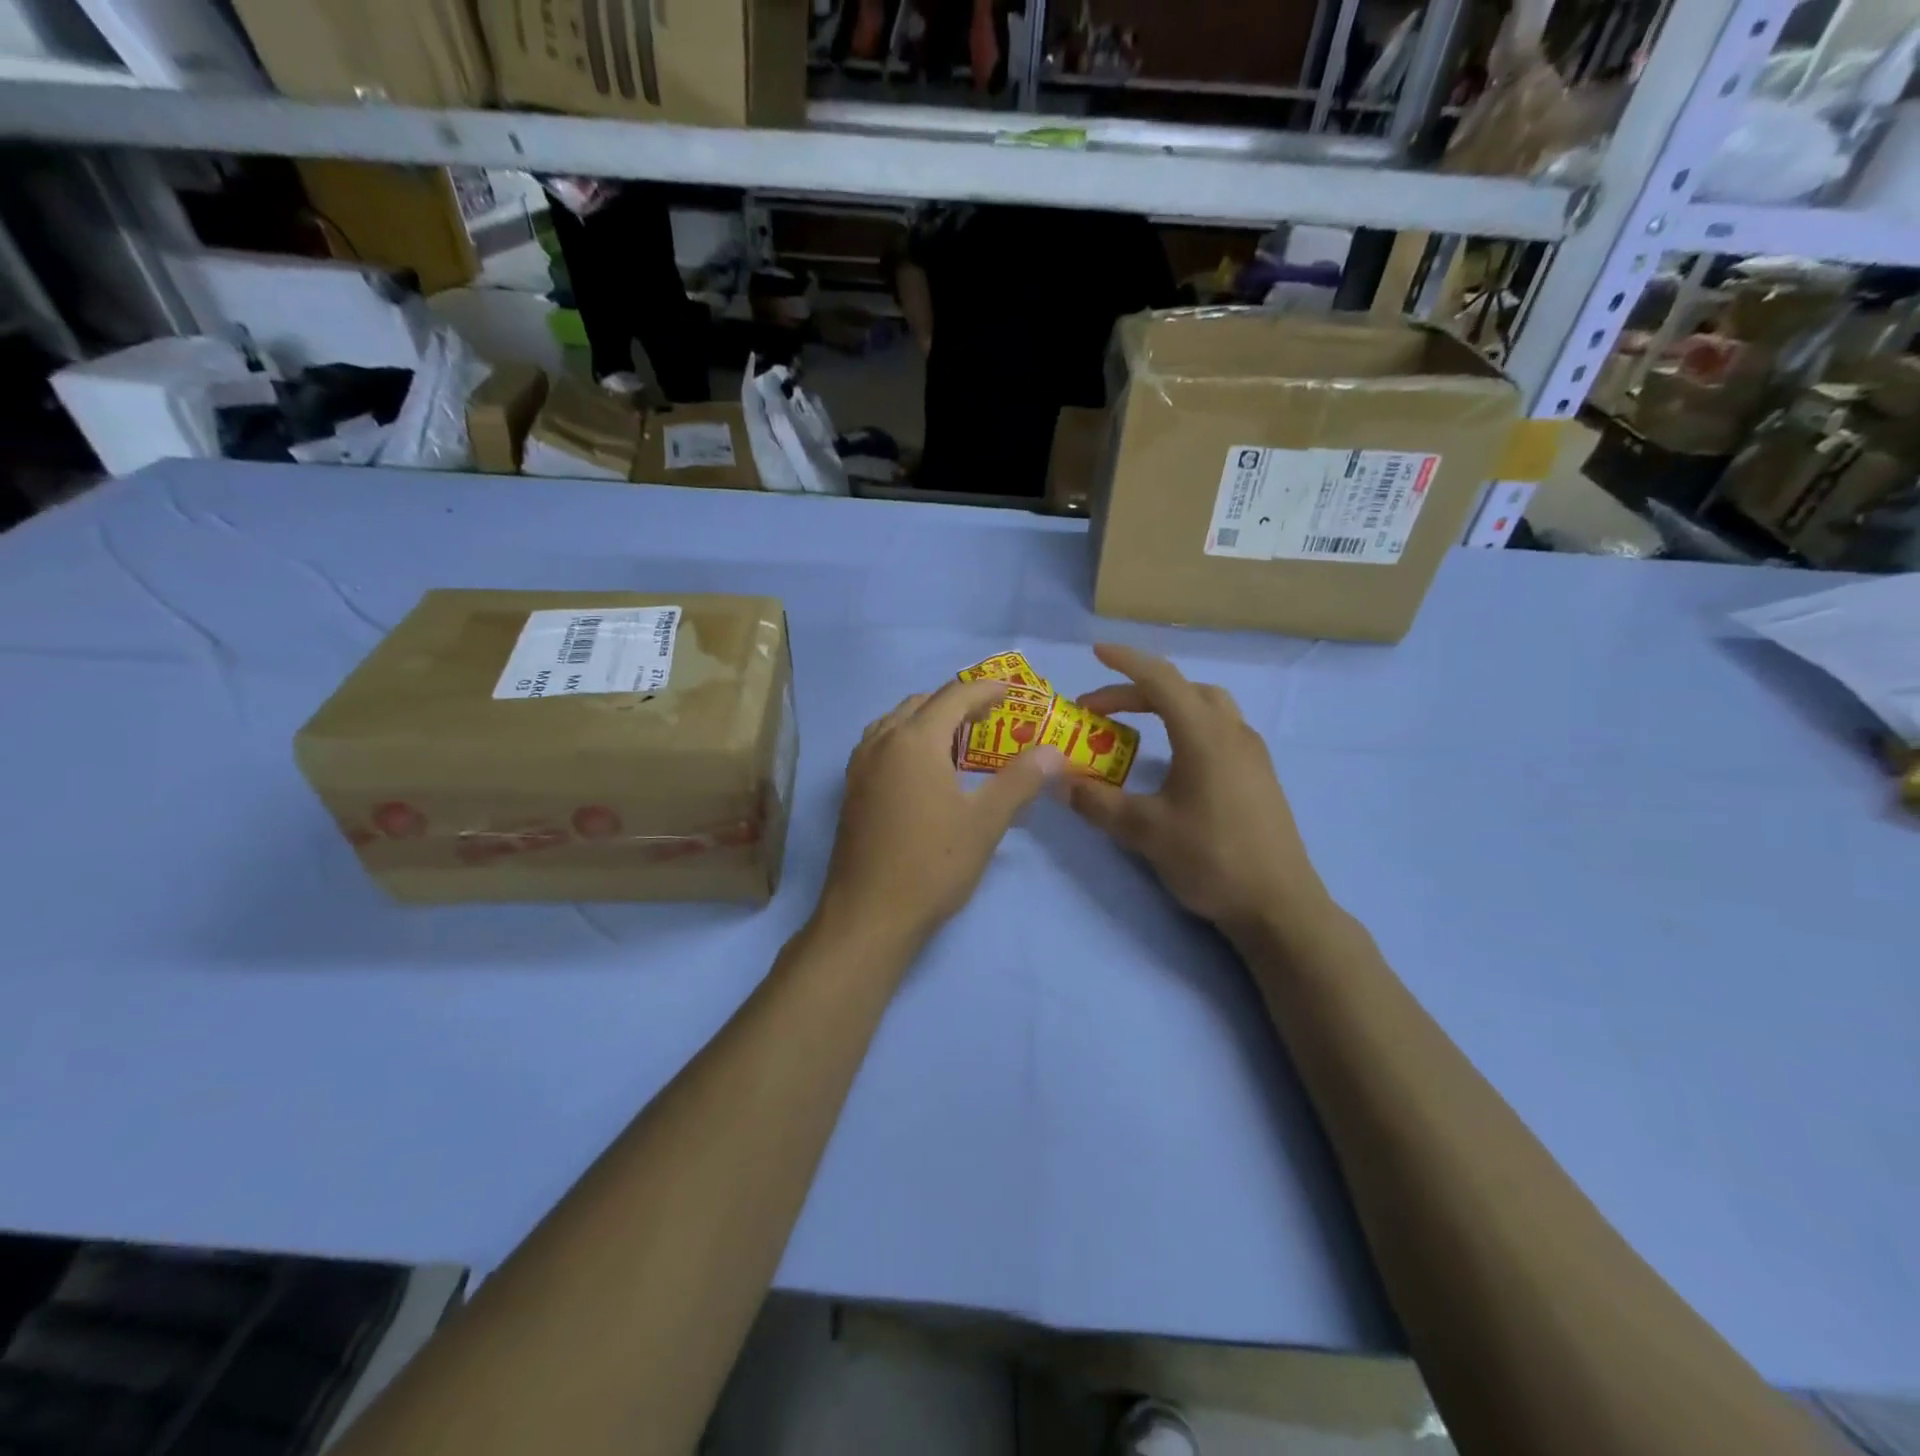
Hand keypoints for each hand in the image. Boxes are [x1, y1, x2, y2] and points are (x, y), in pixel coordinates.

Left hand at [817, 680, 1064, 947]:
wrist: (868, 915)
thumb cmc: (932, 864)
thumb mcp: (985, 822)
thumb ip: (1020, 781)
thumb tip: (1053, 752)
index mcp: (915, 740)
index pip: (954, 696)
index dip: (986, 689)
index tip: (1012, 691)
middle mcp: (882, 742)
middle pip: (921, 703)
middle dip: (957, 702)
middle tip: (989, 718)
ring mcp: (860, 766)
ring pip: (895, 722)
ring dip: (927, 719)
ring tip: (957, 740)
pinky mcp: (851, 790)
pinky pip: (880, 744)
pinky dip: (906, 739)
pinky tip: (922, 769)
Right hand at [1065, 644, 1327, 939]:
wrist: (1279, 906)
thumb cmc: (1211, 859)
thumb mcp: (1144, 831)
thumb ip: (1097, 802)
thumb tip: (1057, 782)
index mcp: (1204, 735)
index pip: (1160, 680)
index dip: (1125, 662)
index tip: (1096, 651)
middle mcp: (1232, 732)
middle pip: (1183, 689)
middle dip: (1137, 690)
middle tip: (1099, 710)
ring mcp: (1251, 753)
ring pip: (1206, 706)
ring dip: (1167, 704)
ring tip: (1136, 725)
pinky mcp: (1259, 775)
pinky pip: (1219, 729)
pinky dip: (1188, 725)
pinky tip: (1174, 758)